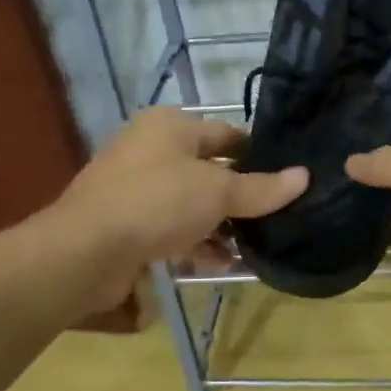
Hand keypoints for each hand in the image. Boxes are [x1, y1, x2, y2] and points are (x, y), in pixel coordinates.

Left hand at [50, 108, 306, 309]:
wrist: (85, 251)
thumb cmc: (157, 203)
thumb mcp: (217, 192)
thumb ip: (262, 187)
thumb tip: (304, 176)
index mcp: (170, 126)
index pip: (228, 134)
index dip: (259, 155)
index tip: (289, 179)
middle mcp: (152, 150)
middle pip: (211, 171)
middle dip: (242, 198)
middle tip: (278, 218)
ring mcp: (137, 189)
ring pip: (193, 204)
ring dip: (222, 227)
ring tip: (255, 248)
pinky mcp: (129, 225)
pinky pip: (174, 230)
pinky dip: (197, 244)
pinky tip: (222, 264)